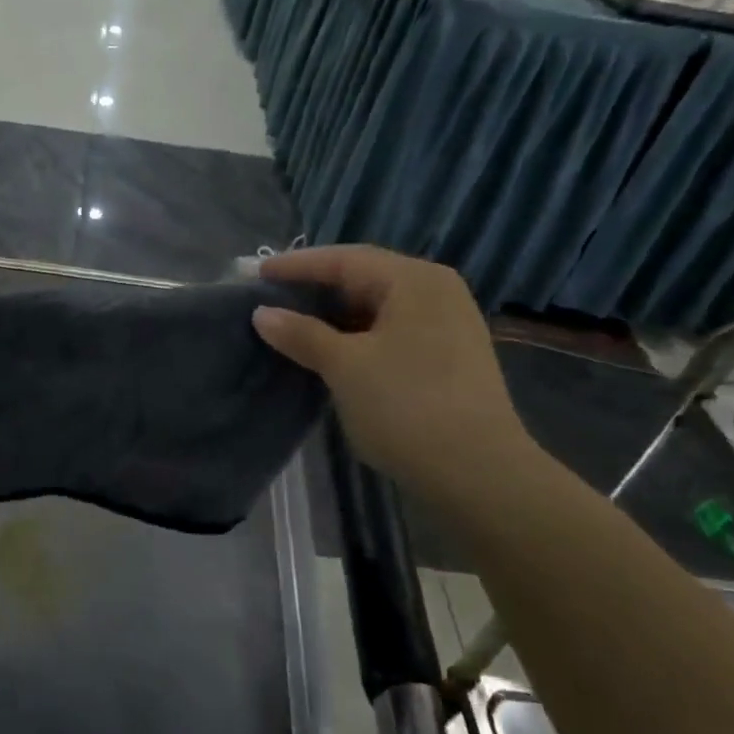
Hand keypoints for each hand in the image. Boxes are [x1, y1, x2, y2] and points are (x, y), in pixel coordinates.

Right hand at [251, 246, 533, 497]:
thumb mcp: (345, 367)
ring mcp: (447, 325)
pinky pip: (391, 330)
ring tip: (293, 323)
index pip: (344, 259)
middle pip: (364, 277)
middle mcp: (436, 291)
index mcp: (414, 280)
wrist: (478, 473)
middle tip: (271, 297)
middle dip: (315, 288)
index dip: (296, 265)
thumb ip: (302, 334)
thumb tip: (263, 314)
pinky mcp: (448, 356)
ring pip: (378, 307)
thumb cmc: (407, 406)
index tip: (255, 274)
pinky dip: (357, 335)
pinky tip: (331, 351)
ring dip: (335, 314)